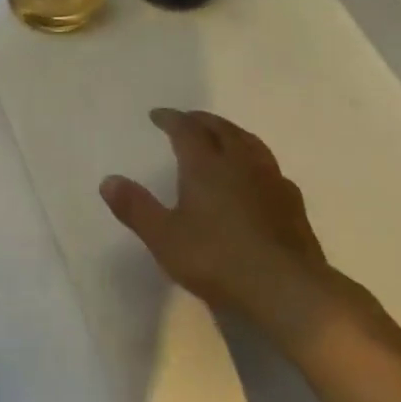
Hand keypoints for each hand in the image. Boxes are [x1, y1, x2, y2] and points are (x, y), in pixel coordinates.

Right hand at [99, 108, 378, 353]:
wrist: (285, 286)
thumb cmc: (216, 258)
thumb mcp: (164, 237)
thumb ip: (136, 208)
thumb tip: (108, 180)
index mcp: (206, 165)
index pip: (186, 129)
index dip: (171, 119)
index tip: (157, 115)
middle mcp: (240, 162)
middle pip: (221, 129)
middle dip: (201, 120)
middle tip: (188, 119)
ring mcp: (271, 180)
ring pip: (250, 143)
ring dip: (231, 133)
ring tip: (222, 136)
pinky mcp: (292, 202)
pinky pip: (269, 167)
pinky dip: (255, 160)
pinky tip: (255, 175)